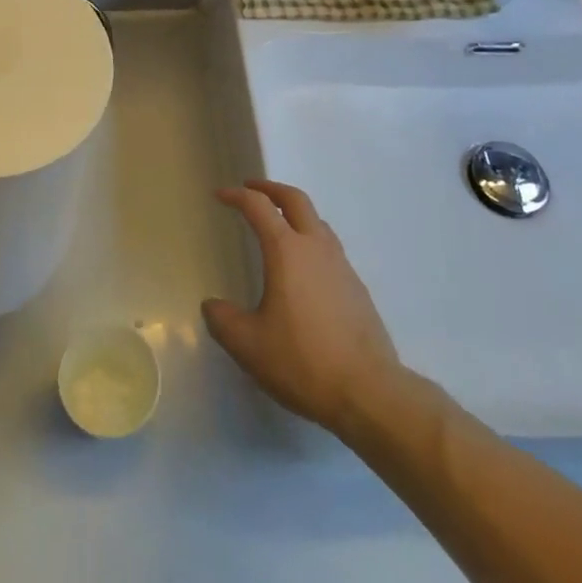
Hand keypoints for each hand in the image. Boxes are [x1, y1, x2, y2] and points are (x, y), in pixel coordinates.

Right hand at [202, 179, 413, 434]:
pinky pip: (330, 249)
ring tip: (279, 227)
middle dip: (271, 189)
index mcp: (286, 250)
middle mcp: (316, 247)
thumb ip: (223, 320)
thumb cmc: (303, 361)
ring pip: (317, 222)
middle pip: (295, 200)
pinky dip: (311, 242)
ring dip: (295, 214)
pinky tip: (304, 271)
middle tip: (252, 189)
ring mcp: (342, 266)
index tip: (220, 195)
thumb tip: (212, 306)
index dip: (236, 196)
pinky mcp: (358, 288)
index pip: (258, 206)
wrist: (370, 393)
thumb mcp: (249, 345)